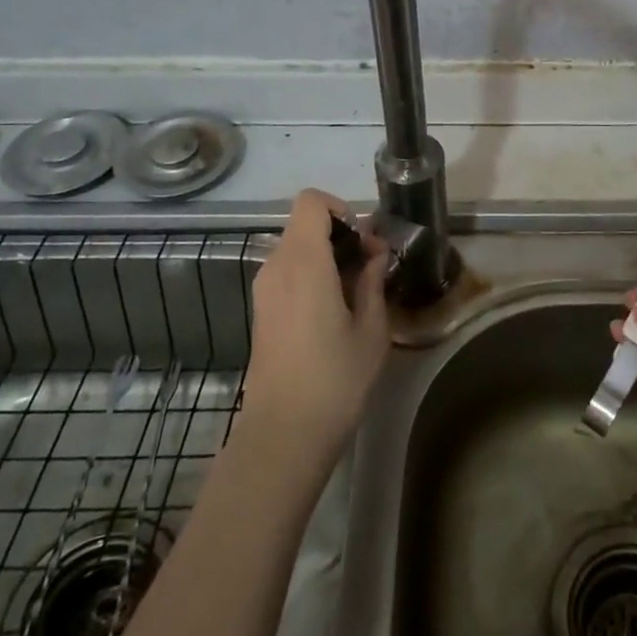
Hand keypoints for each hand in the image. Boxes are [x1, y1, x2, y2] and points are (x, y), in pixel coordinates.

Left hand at [245, 189, 390, 451]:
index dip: (341, 209)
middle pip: (305, 224)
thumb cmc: (335, 379)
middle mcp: (277, 266)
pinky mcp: (262, 310)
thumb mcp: (371, 328)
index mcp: (304, 262)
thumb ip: (373, 280)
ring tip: (357, 292)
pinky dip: (312, 274)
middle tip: (371, 268)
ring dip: (327, 256)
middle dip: (341, 235)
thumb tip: (374, 252)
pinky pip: (288, 271)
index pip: (311, 202)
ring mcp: (264, 289)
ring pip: (296, 247)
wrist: (283, 434)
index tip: (365, 241)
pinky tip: (335, 310)